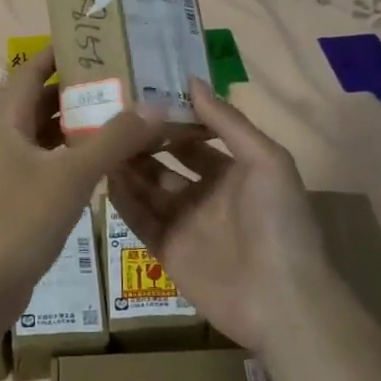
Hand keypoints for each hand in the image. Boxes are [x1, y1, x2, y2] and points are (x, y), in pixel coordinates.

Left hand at [0, 48, 167, 329]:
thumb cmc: (19, 221)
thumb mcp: (71, 176)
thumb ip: (114, 140)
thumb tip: (155, 104)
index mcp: (8, 121)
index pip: (31, 69)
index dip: (59, 51)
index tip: (97, 39)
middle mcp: (6, 138)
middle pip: (43, 100)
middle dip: (80, 87)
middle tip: (125, 77)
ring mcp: (11, 170)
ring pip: (49, 134)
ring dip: (81, 123)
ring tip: (126, 113)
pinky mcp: (20, 197)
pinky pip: (52, 162)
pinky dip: (77, 155)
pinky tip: (108, 160)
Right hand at [106, 79, 329, 352]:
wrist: (282, 300)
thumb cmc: (279, 222)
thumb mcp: (266, 160)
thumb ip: (227, 121)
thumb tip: (192, 80)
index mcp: (232, 170)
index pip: (194, 137)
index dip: (170, 118)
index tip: (140, 94)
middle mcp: (205, 193)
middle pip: (166, 161)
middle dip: (143, 141)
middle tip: (108, 116)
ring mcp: (185, 223)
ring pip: (148, 188)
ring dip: (128, 167)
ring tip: (98, 141)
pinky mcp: (168, 250)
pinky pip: (139, 220)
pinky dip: (122, 201)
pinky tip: (103, 177)